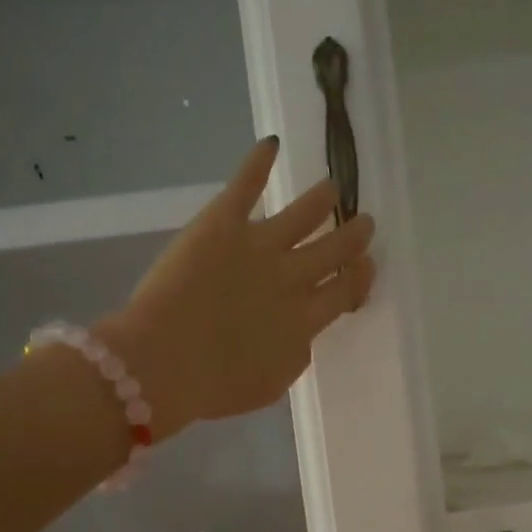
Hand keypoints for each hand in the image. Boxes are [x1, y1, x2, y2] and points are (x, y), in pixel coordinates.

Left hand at [98, 138, 375, 438]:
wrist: (165, 362)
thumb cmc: (214, 387)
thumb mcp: (270, 385)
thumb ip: (294, 356)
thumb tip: (302, 335)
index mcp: (304, 320)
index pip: (344, 291)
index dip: (360, 277)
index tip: (366, 267)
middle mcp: (291, 278)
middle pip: (333, 250)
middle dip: (352, 235)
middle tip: (363, 223)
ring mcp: (258, 246)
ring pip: (303, 214)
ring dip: (321, 200)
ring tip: (332, 187)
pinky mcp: (222, 225)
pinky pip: (245, 186)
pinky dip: (258, 163)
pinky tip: (270, 145)